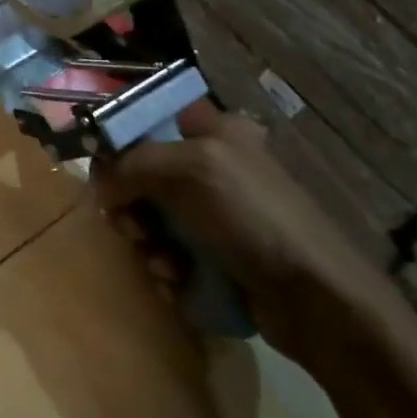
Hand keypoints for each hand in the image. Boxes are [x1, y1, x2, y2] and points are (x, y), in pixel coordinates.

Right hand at [95, 101, 402, 364]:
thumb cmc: (252, 218)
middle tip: (131, 225)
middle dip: (130, 202)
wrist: (314, 298)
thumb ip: (133, 164)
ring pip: (152, 217)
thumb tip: (102, 184)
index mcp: (214, 131)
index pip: (149, 119)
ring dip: (147, 241)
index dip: (120, 141)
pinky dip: (166, 266)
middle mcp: (214, 166)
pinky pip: (170, 252)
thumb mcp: (190, 171)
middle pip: (143, 173)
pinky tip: (177, 280)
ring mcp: (216, 213)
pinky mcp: (218, 254)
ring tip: (163, 262)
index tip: (103, 172)